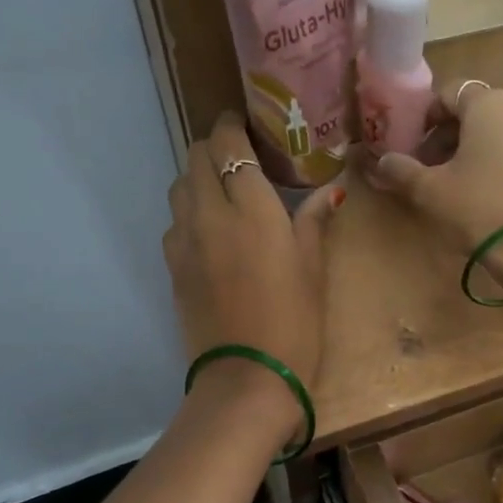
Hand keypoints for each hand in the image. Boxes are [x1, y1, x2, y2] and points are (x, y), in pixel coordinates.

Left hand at [164, 115, 341, 440]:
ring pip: (179, 187)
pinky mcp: (173, 267)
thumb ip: (315, 221)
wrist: (247, 377)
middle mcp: (209, 212)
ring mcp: (184, 241)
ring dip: (198, 178)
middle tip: (241, 158)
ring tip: (225, 192)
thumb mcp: (313, 268)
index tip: (245, 125)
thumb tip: (330, 190)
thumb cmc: (294, 321)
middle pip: (195, 157)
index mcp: (251, 206)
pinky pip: (174, 223)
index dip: (232, 126)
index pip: (228, 143)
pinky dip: (189, 213)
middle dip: (214, 148)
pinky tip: (211, 233)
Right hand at [364, 82, 502, 296]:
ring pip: (492, 135)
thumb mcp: (429, 190)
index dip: (425, 119)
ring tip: (449, 186)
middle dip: (444, 138)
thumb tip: (382, 162)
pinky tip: (478, 196)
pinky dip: (490, 165)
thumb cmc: (478, 207)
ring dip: (467, 153)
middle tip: (425, 170)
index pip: (449, 94)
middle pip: (472, 114)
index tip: (412, 147)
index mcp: (488, 104)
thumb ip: (401, 170)